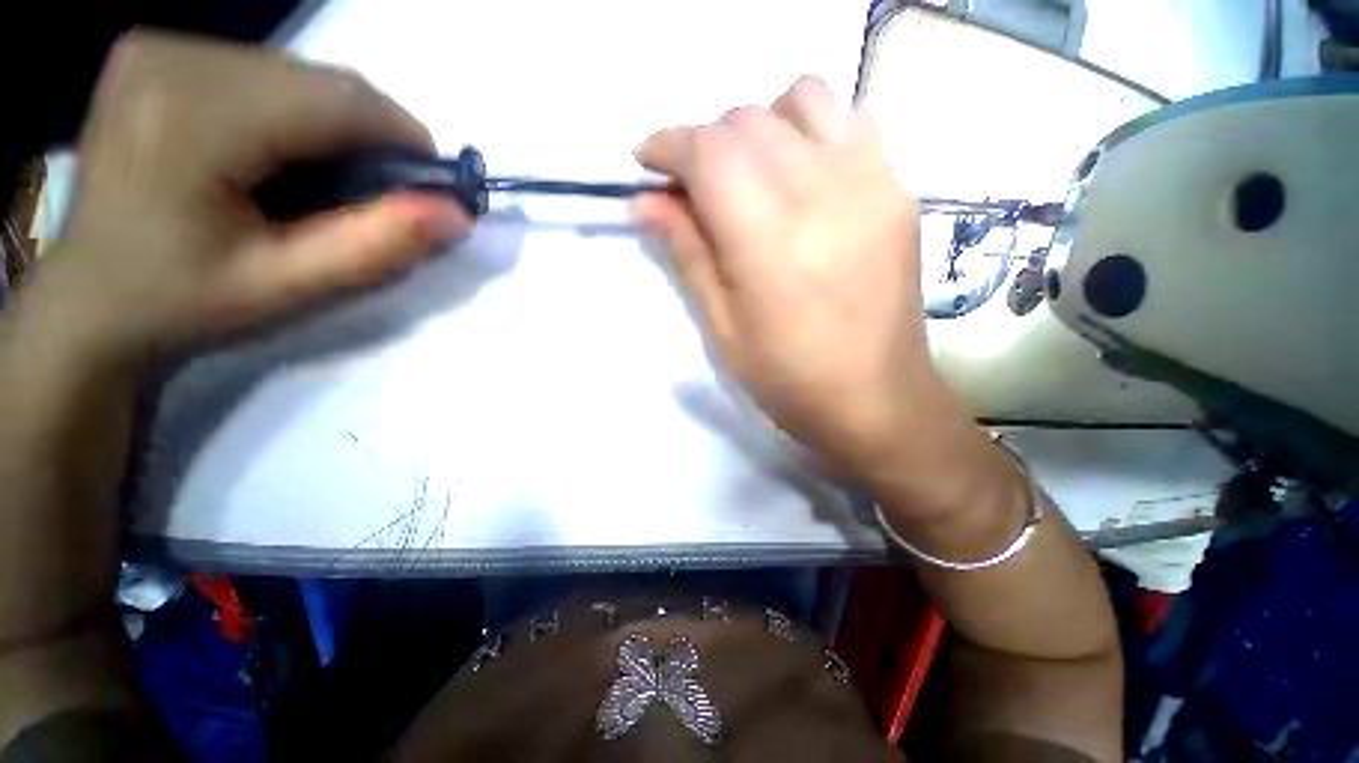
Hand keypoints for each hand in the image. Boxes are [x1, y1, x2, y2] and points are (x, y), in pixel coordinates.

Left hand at [29, 31, 468, 361]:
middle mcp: (175, 59)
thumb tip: (457, 214)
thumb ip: (378, 247)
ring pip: (297, 73)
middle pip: (319, 80)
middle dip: (368, 136)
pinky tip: (275, 154)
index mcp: (195, 117)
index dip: (403, 139)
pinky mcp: (156, 53)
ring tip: (319, 183)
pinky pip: (261, 70)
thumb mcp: (290, 288)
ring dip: (332, 125)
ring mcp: (159, 49)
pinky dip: (293, 111)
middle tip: (373, 197)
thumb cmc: (183, 302)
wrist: (89, 299)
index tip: (428, 187)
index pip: (339, 99)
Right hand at [634, 76, 943, 476]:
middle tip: (692, 188)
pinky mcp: (898, 189)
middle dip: (704, 143)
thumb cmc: (788, 378)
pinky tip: (800, 176)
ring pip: (800, 99)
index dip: (668, 145)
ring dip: (758, 127)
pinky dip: (808, 130)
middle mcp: (823, 192)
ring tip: (748, 176)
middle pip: (747, 121)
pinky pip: (849, 121)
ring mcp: (871, 182)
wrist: (877, 400)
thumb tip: (646, 202)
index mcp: (769, 239)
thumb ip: (687, 254)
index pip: (709, 152)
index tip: (646, 162)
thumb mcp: (722, 328)